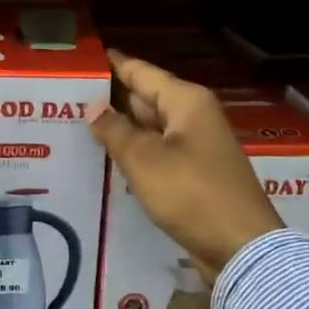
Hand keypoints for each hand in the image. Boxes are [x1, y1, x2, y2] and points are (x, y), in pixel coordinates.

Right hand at [89, 50, 281, 282]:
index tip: (81, 59)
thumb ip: (115, 130)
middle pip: (144, 97)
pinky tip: (105, 157)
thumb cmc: (192, 194)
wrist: (241, 249)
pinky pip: (157, 153)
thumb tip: (93, 107)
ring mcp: (195, 146)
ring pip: (149, 127)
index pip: (140, 71)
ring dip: (119, 128)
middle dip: (110, 98)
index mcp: (186, 101)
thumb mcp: (145, 160)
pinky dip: (134, 152)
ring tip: (76, 124)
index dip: (111, 64)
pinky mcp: (193, 173)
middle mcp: (193, 116)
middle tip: (67, 97)